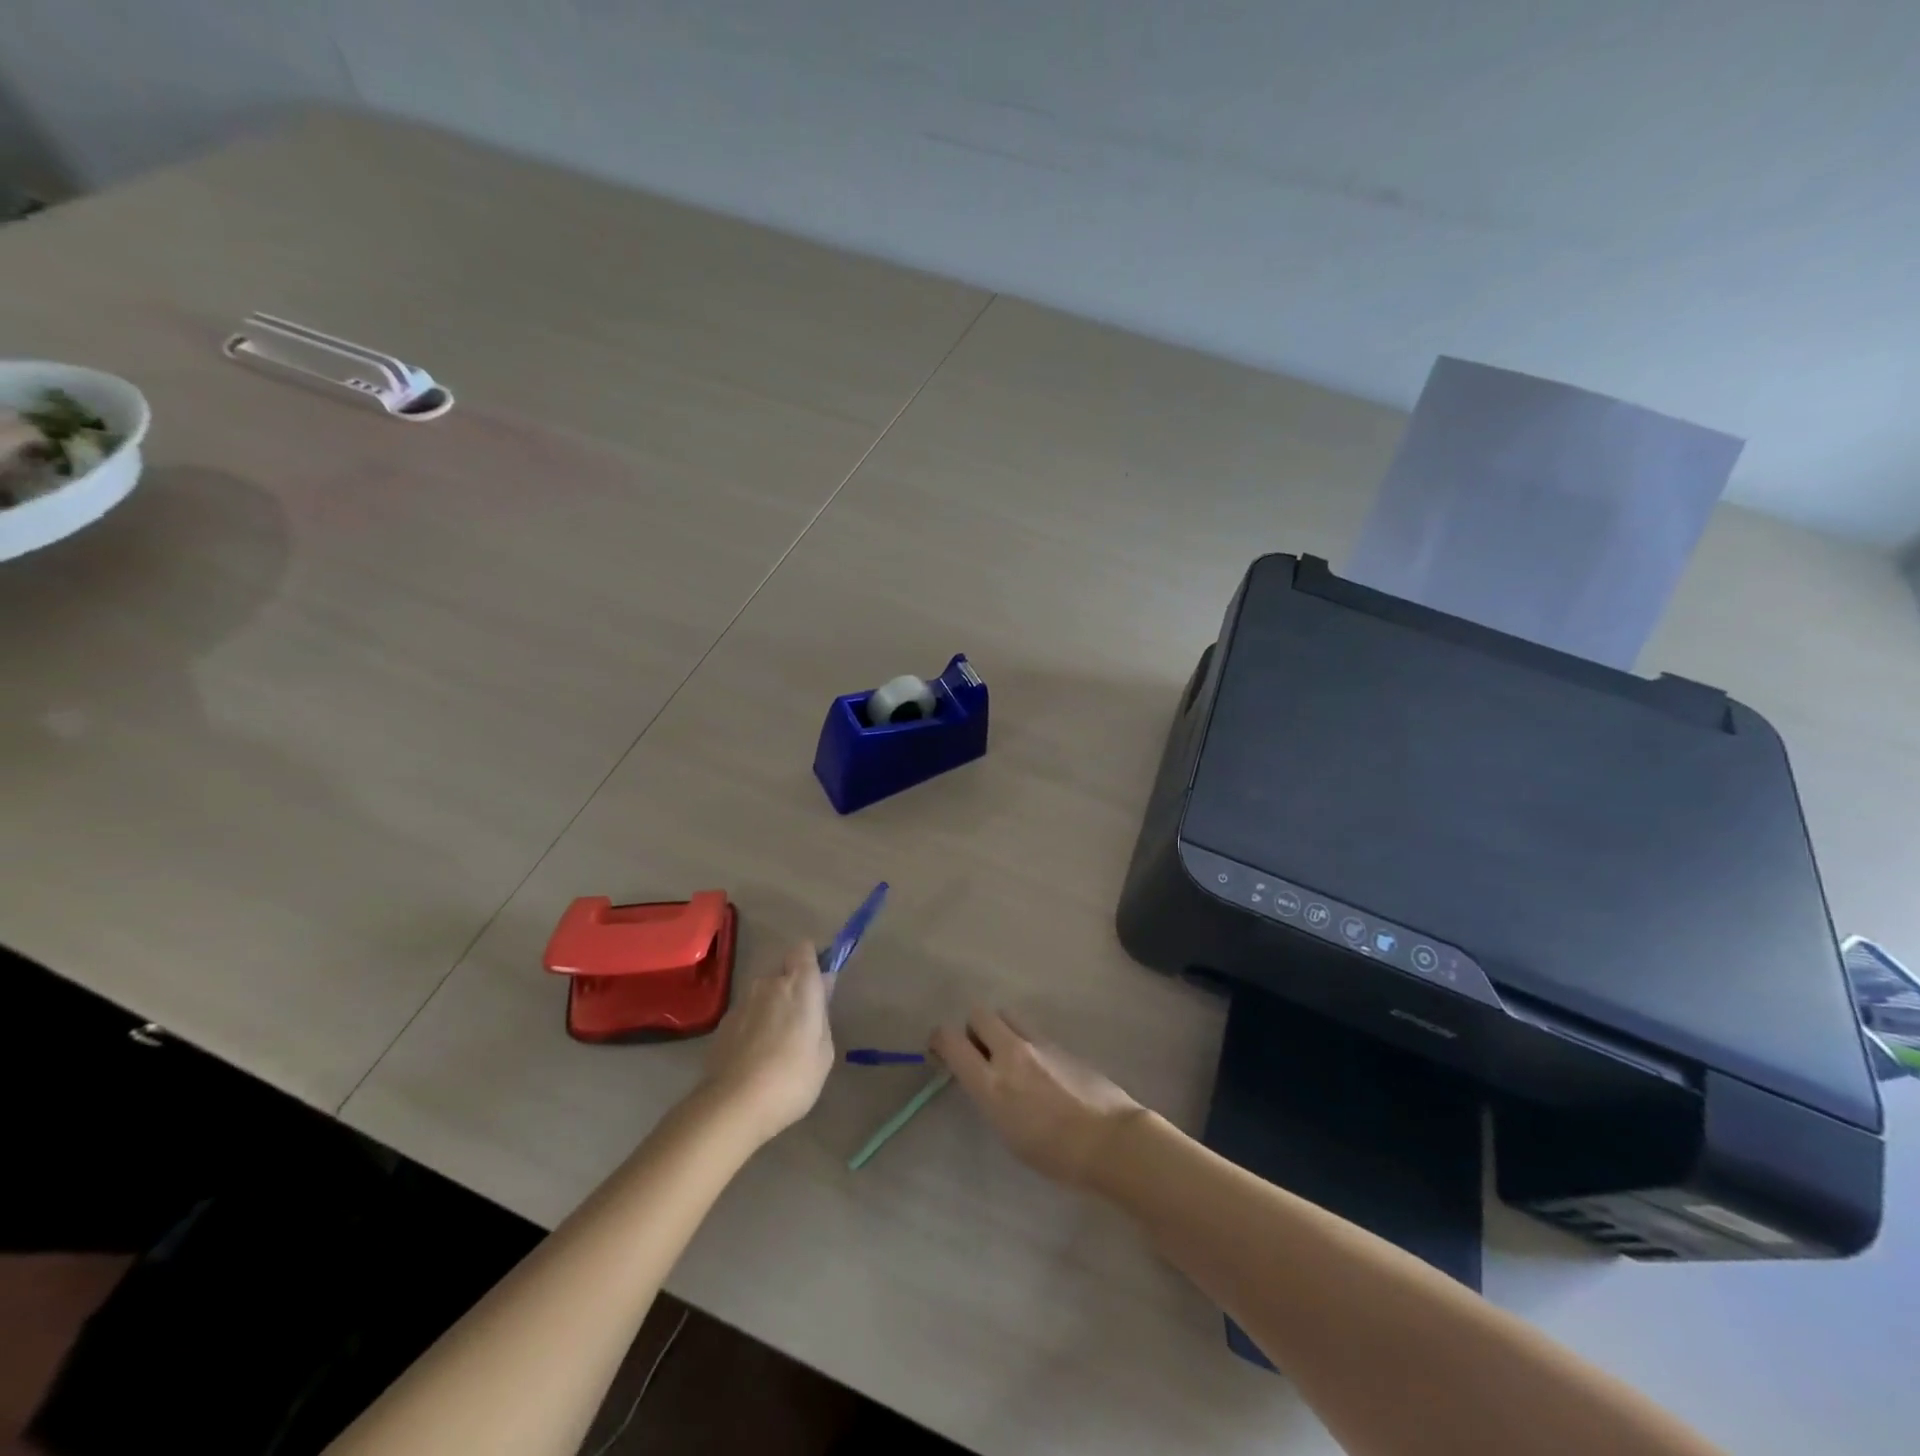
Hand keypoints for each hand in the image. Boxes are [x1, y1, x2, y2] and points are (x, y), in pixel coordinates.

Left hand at [699, 943, 834, 1143]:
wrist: (733, 1105)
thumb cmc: (793, 1077)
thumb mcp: (825, 1051)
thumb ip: (823, 1014)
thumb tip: (822, 988)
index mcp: (799, 984)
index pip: (804, 949)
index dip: (811, 961)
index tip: (818, 983)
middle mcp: (769, 983)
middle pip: (782, 973)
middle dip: (791, 989)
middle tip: (800, 1023)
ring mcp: (742, 1003)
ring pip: (763, 995)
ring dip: (771, 1008)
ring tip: (775, 1045)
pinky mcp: (723, 1024)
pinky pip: (746, 1015)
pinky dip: (752, 1027)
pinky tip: (755, 1057)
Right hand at [930, 1009, 1141, 1186]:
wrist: (1110, 1140)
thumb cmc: (1055, 1154)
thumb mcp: (1007, 1132)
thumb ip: (990, 1095)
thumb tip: (985, 1077)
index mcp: (991, 1082)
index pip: (950, 1039)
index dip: (939, 1040)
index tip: (940, 1052)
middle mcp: (1011, 1053)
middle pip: (979, 1014)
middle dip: (973, 1029)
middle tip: (980, 1054)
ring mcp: (1038, 1043)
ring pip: (1007, 1015)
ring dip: (1001, 1030)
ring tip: (1010, 1058)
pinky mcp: (1060, 1043)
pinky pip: (1032, 1031)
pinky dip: (1026, 1042)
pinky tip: (1039, 1070)